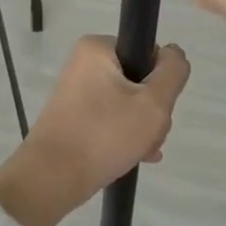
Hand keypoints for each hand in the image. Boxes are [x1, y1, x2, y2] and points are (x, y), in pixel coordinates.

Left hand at [0, 37, 189, 225]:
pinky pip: (110, 117)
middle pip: (138, 80)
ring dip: (142, 128)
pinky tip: (136, 158)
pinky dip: (124, 135)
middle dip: (151, 112)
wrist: (52, 178)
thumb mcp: (153, 104)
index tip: (158, 110)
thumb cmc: (104, 135)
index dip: (161, 82)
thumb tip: (174, 53)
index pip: (148, 54)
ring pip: (127, 103)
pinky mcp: (74, 114)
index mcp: (98, 48)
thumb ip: (173, 73)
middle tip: (149, 137)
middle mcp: (84, 62)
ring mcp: (77, 89)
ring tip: (142, 153)